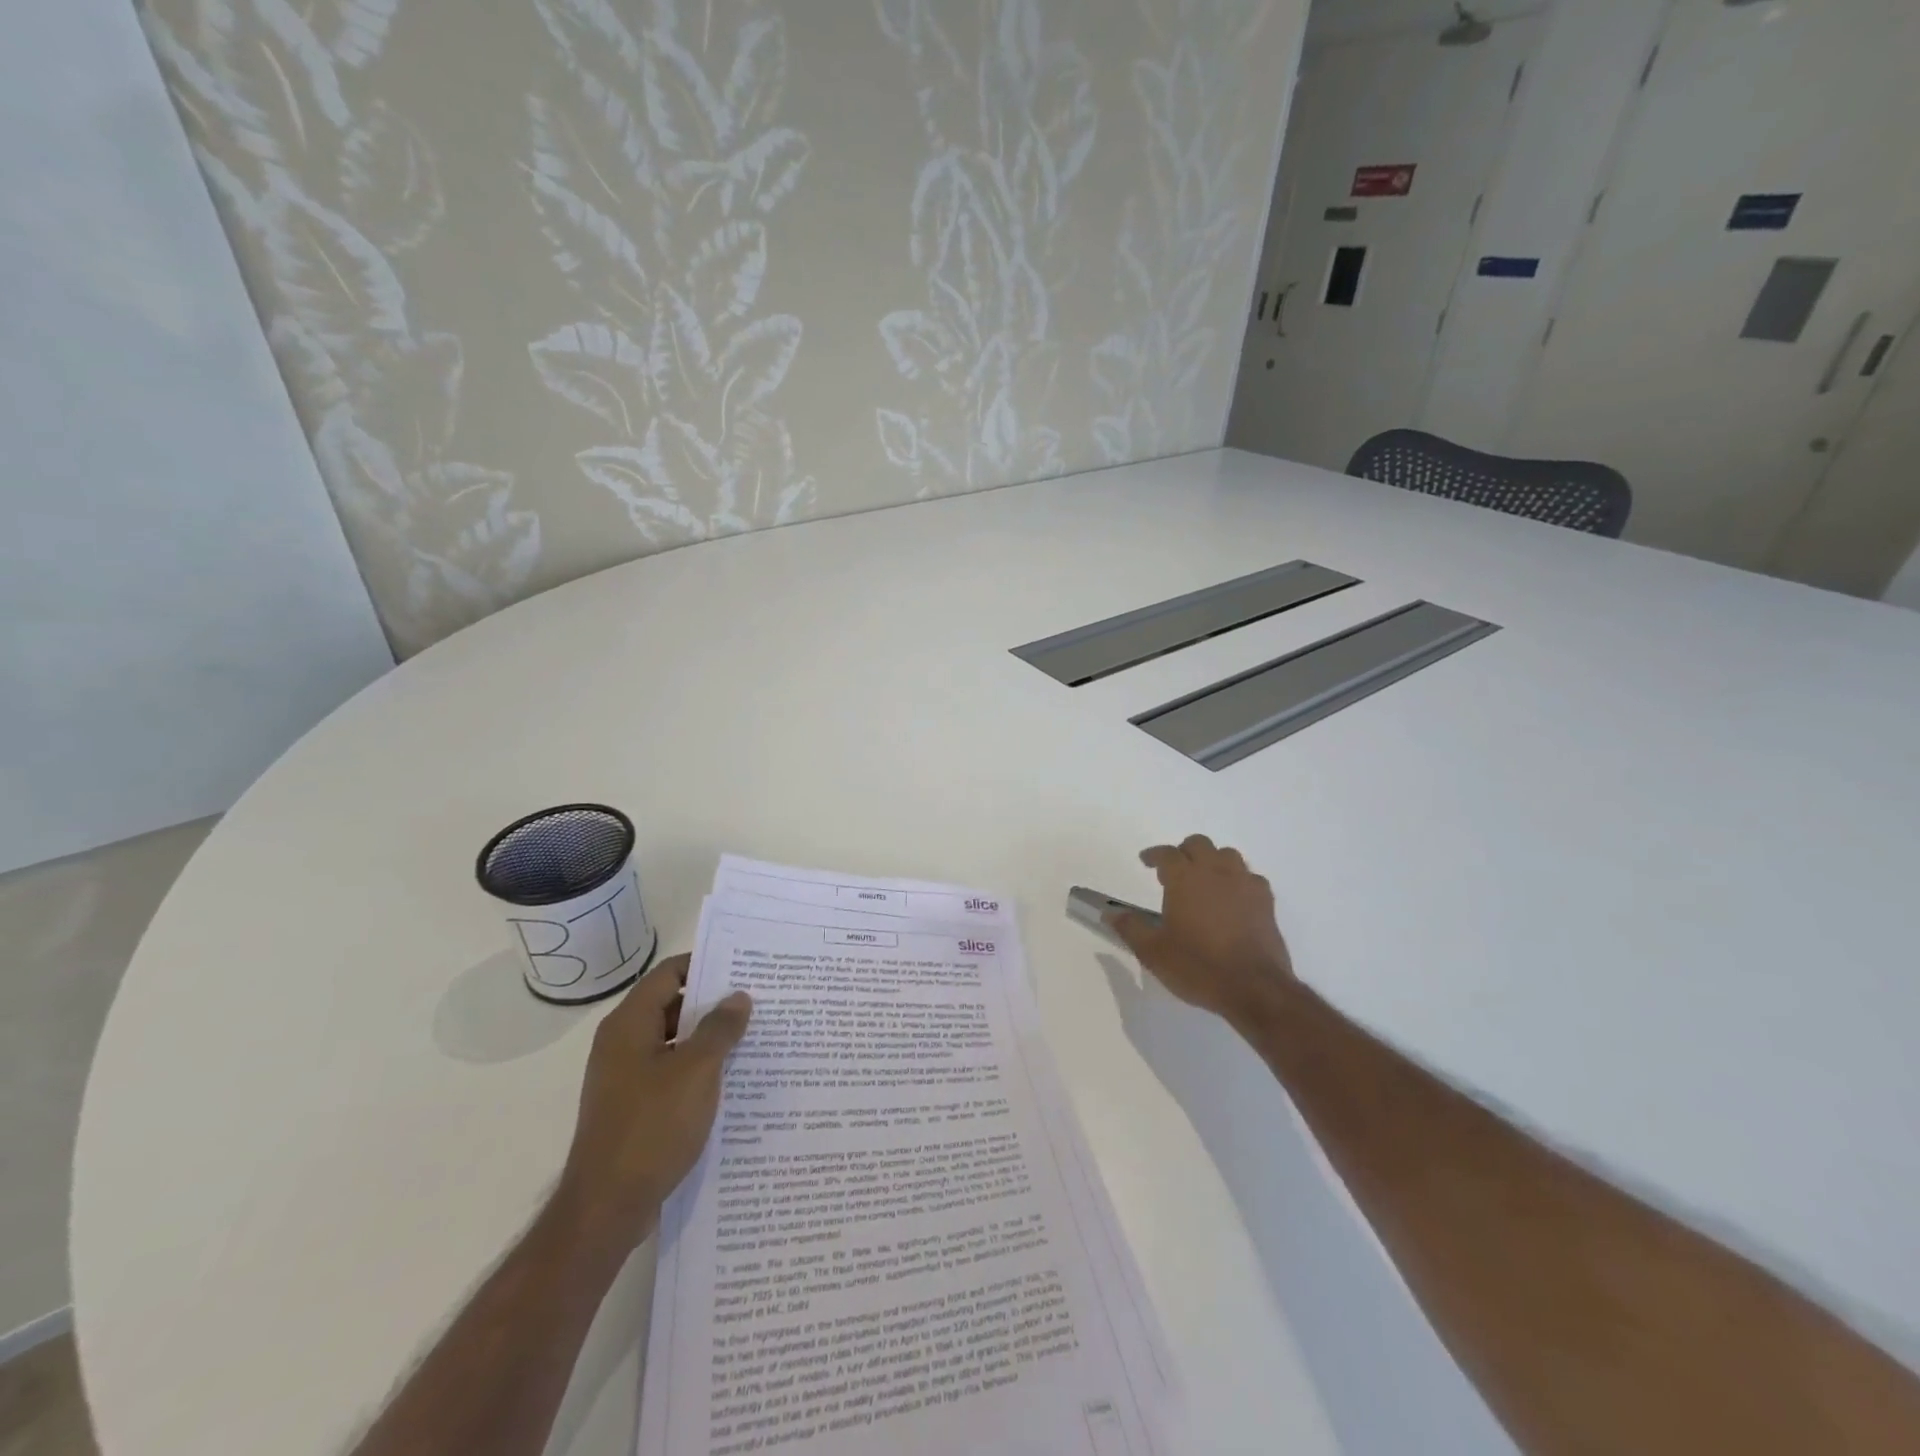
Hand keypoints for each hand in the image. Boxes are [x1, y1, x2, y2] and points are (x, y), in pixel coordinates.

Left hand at [554, 953, 751, 1248]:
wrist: (606, 1208)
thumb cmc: (651, 1127)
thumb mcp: (697, 1070)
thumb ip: (720, 1028)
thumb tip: (738, 997)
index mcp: (629, 1024)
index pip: (668, 973)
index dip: (705, 965)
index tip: (743, 967)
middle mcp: (621, 1044)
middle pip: (671, 1006)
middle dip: (712, 1004)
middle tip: (757, 1001)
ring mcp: (624, 1078)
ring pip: (672, 1043)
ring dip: (708, 1039)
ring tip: (752, 1037)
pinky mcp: (632, 1108)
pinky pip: (669, 1074)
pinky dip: (697, 1070)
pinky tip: (730, 1080)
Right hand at [1108, 835, 1296, 1031]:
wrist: (1254, 988)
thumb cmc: (1198, 966)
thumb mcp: (1153, 952)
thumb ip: (1130, 927)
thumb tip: (1110, 913)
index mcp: (1185, 878)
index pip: (1167, 853)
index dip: (1154, 855)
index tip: (1146, 861)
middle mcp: (1215, 872)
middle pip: (1199, 844)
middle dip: (1184, 851)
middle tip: (1174, 870)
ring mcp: (1244, 884)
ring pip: (1228, 855)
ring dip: (1213, 861)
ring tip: (1204, 880)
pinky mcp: (1266, 902)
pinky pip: (1250, 877)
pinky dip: (1238, 880)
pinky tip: (1233, 898)